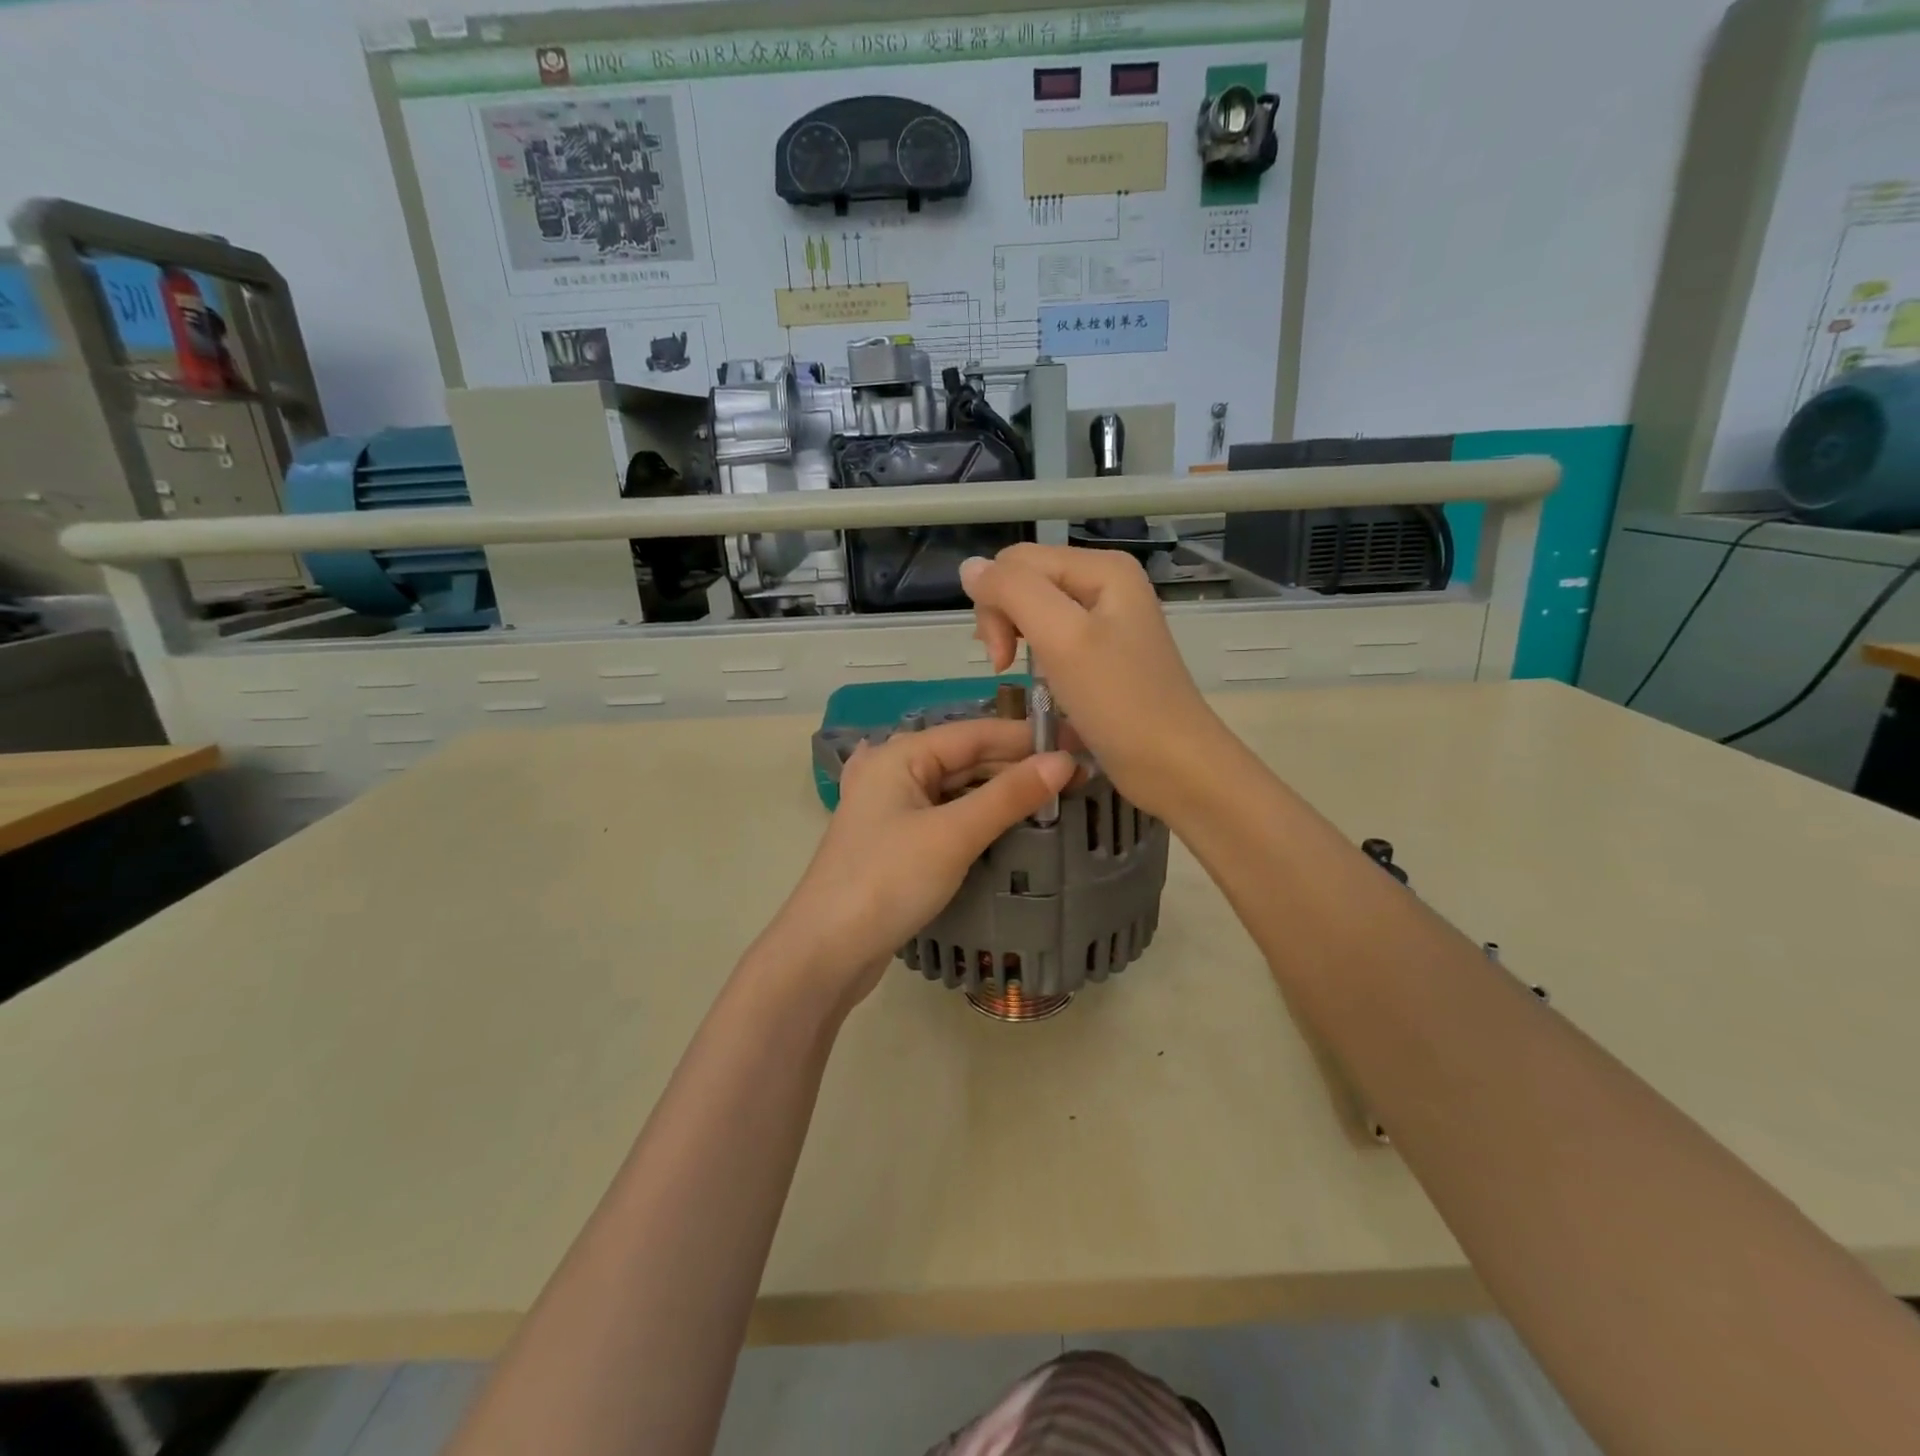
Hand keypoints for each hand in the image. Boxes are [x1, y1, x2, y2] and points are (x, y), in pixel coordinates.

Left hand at [757, 719, 1076, 1011]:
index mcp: (900, 755)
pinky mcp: (898, 841)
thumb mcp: (953, 835)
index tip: (1081, 743)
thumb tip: (1064, 761)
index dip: (1029, 738)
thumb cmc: (887, 882)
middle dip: (1019, 766)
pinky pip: (949, 815)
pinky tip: (1012, 824)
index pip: (976, 733)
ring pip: (959, 788)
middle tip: (1078, 777)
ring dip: (1002, 793)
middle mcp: (894, 771)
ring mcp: (894, 808)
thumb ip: (1008, 796)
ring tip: (1056, 799)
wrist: (825, 952)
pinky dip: (981, 817)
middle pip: (967, 758)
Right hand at [960, 545, 1223, 820]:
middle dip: (1004, 619)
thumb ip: (1013, 593)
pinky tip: (1041, 680)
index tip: (1002, 658)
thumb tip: (969, 566)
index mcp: (1102, 567)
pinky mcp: (1103, 651)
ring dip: (1016, 638)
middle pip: (1025, 581)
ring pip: (1034, 609)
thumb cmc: (1119, 703)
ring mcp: (1106, 618)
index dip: (995, 603)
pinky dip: (1036, 655)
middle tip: (1005, 667)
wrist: (1173, 765)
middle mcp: (1105, 582)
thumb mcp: (1062, 639)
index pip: (1016, 562)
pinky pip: (1053, 636)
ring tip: (1018, 673)